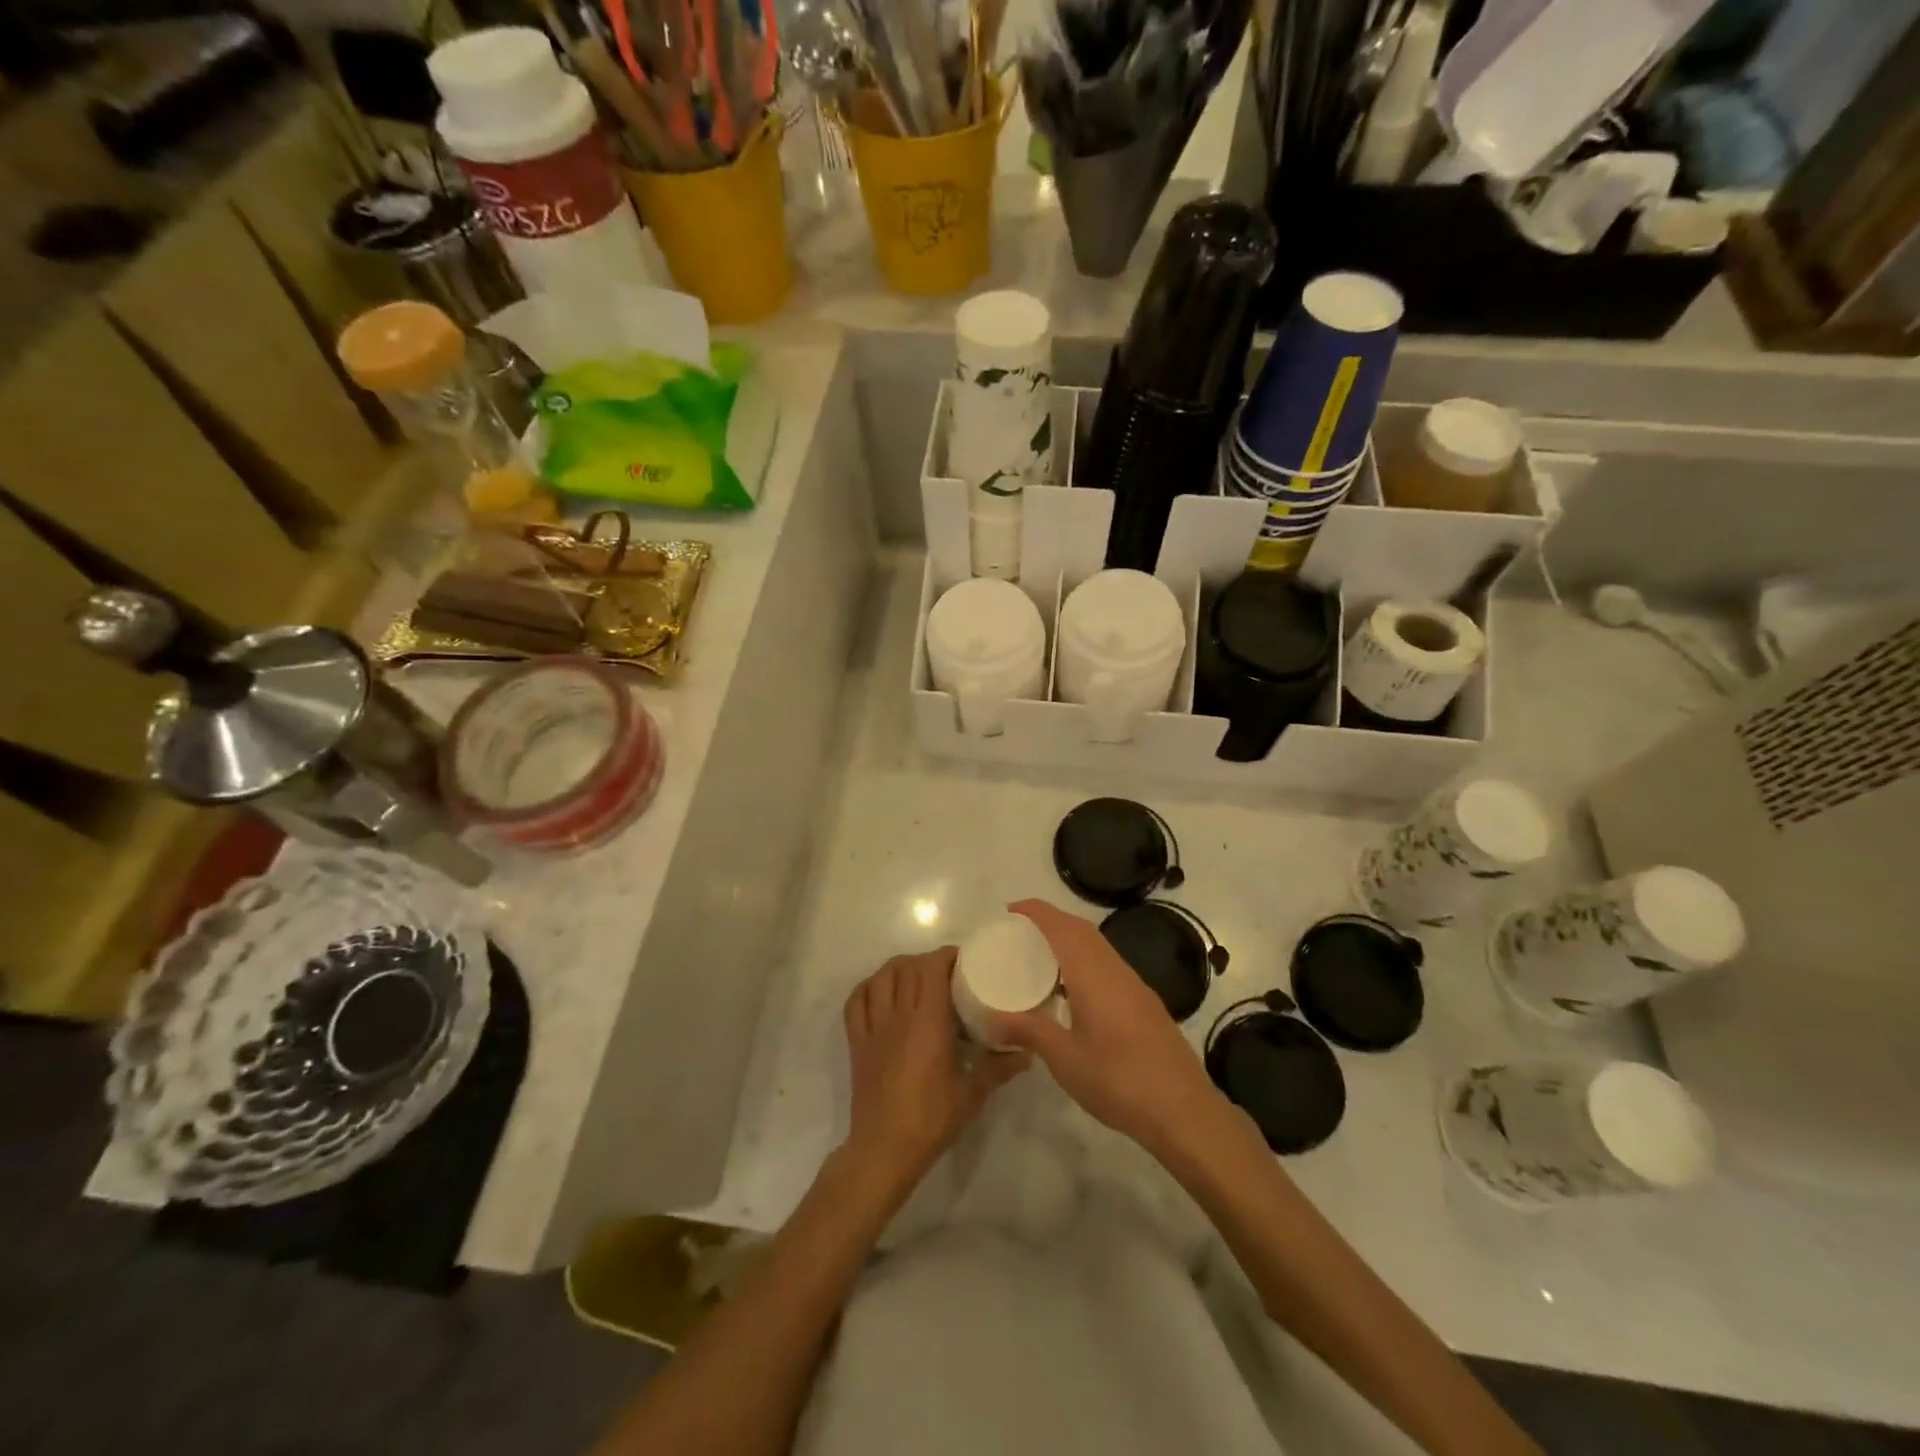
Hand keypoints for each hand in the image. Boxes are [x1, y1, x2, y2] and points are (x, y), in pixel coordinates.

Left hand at [842, 947, 1025, 1196]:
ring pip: (880, 977)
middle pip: (907, 967)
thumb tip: (1027, 1053)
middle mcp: (898, 1016)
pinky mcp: (857, 1042)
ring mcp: (873, 1027)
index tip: (964, 962)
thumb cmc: (931, 1119)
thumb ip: (999, 1068)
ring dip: (898, 969)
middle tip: (946, 973)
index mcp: (927, 1022)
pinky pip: (856, 1002)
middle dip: (927, 961)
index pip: (931, 968)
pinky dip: (868, 988)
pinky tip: (882, 993)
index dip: (946, 956)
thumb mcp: (972, 1093)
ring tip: (915, 977)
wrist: (884, 1150)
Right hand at [990, 899, 1224, 1158]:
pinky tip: (1072, 992)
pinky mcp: (1145, 1003)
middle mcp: (1116, 970)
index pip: (1062, 927)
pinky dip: (1085, 961)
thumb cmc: (1119, 1081)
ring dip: (1070, 940)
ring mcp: (1135, 986)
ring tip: (1040, 958)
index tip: (1010, 911)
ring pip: (1099, 947)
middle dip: (1051, 921)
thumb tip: (992, 1018)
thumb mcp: (1066, 1060)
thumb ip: (1030, 1031)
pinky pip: (1109, 965)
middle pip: (1082, 930)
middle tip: (1020, 932)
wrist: (1184, 1111)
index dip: (1036, 911)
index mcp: (1094, 975)